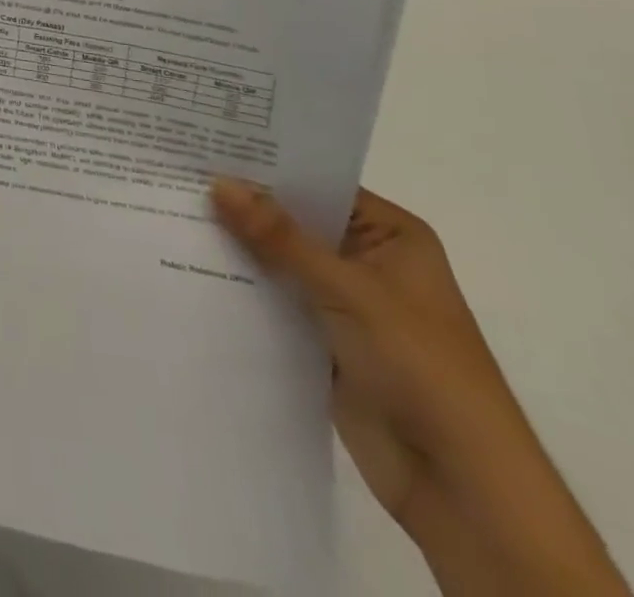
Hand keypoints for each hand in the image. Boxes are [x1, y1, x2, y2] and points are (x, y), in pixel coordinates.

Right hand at [211, 181, 628, 595]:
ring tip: (173, 211)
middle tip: (179, 174)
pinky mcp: (323, 340)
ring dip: (238, 246)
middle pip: (295, 221)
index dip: (268, 167)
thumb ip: (280, 237)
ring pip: (280, 261)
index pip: (319, 184)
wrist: (460, 486)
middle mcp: (367, 260)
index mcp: (391, 235)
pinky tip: (192, 265)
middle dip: (245, 206)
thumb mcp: (348, 290)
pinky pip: (275, 300)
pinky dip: (243, 287)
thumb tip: (219, 182)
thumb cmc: (420, 367)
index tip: (209, 146)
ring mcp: (344, 302)